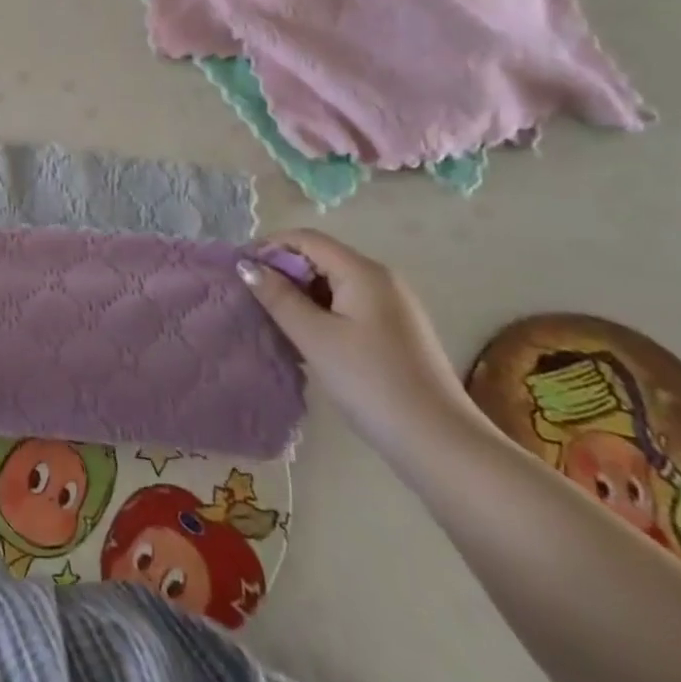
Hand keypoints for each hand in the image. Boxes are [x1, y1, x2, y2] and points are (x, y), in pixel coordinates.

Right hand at [238, 230, 486, 469]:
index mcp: (363, 271)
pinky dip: (322, 312)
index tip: (239, 270)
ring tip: (274, 321)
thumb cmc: (371, 382)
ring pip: (334, 284)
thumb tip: (247, 265)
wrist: (440, 442)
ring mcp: (393, 306)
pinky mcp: (396, 332)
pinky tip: (308, 339)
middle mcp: (381, 279)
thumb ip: (278, 297)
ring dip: (301, 294)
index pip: (307, 238)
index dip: (270, 246)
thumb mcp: (315, 337)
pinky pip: (349, 306)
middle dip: (284, 271)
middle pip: (321, 258)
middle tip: (253, 298)